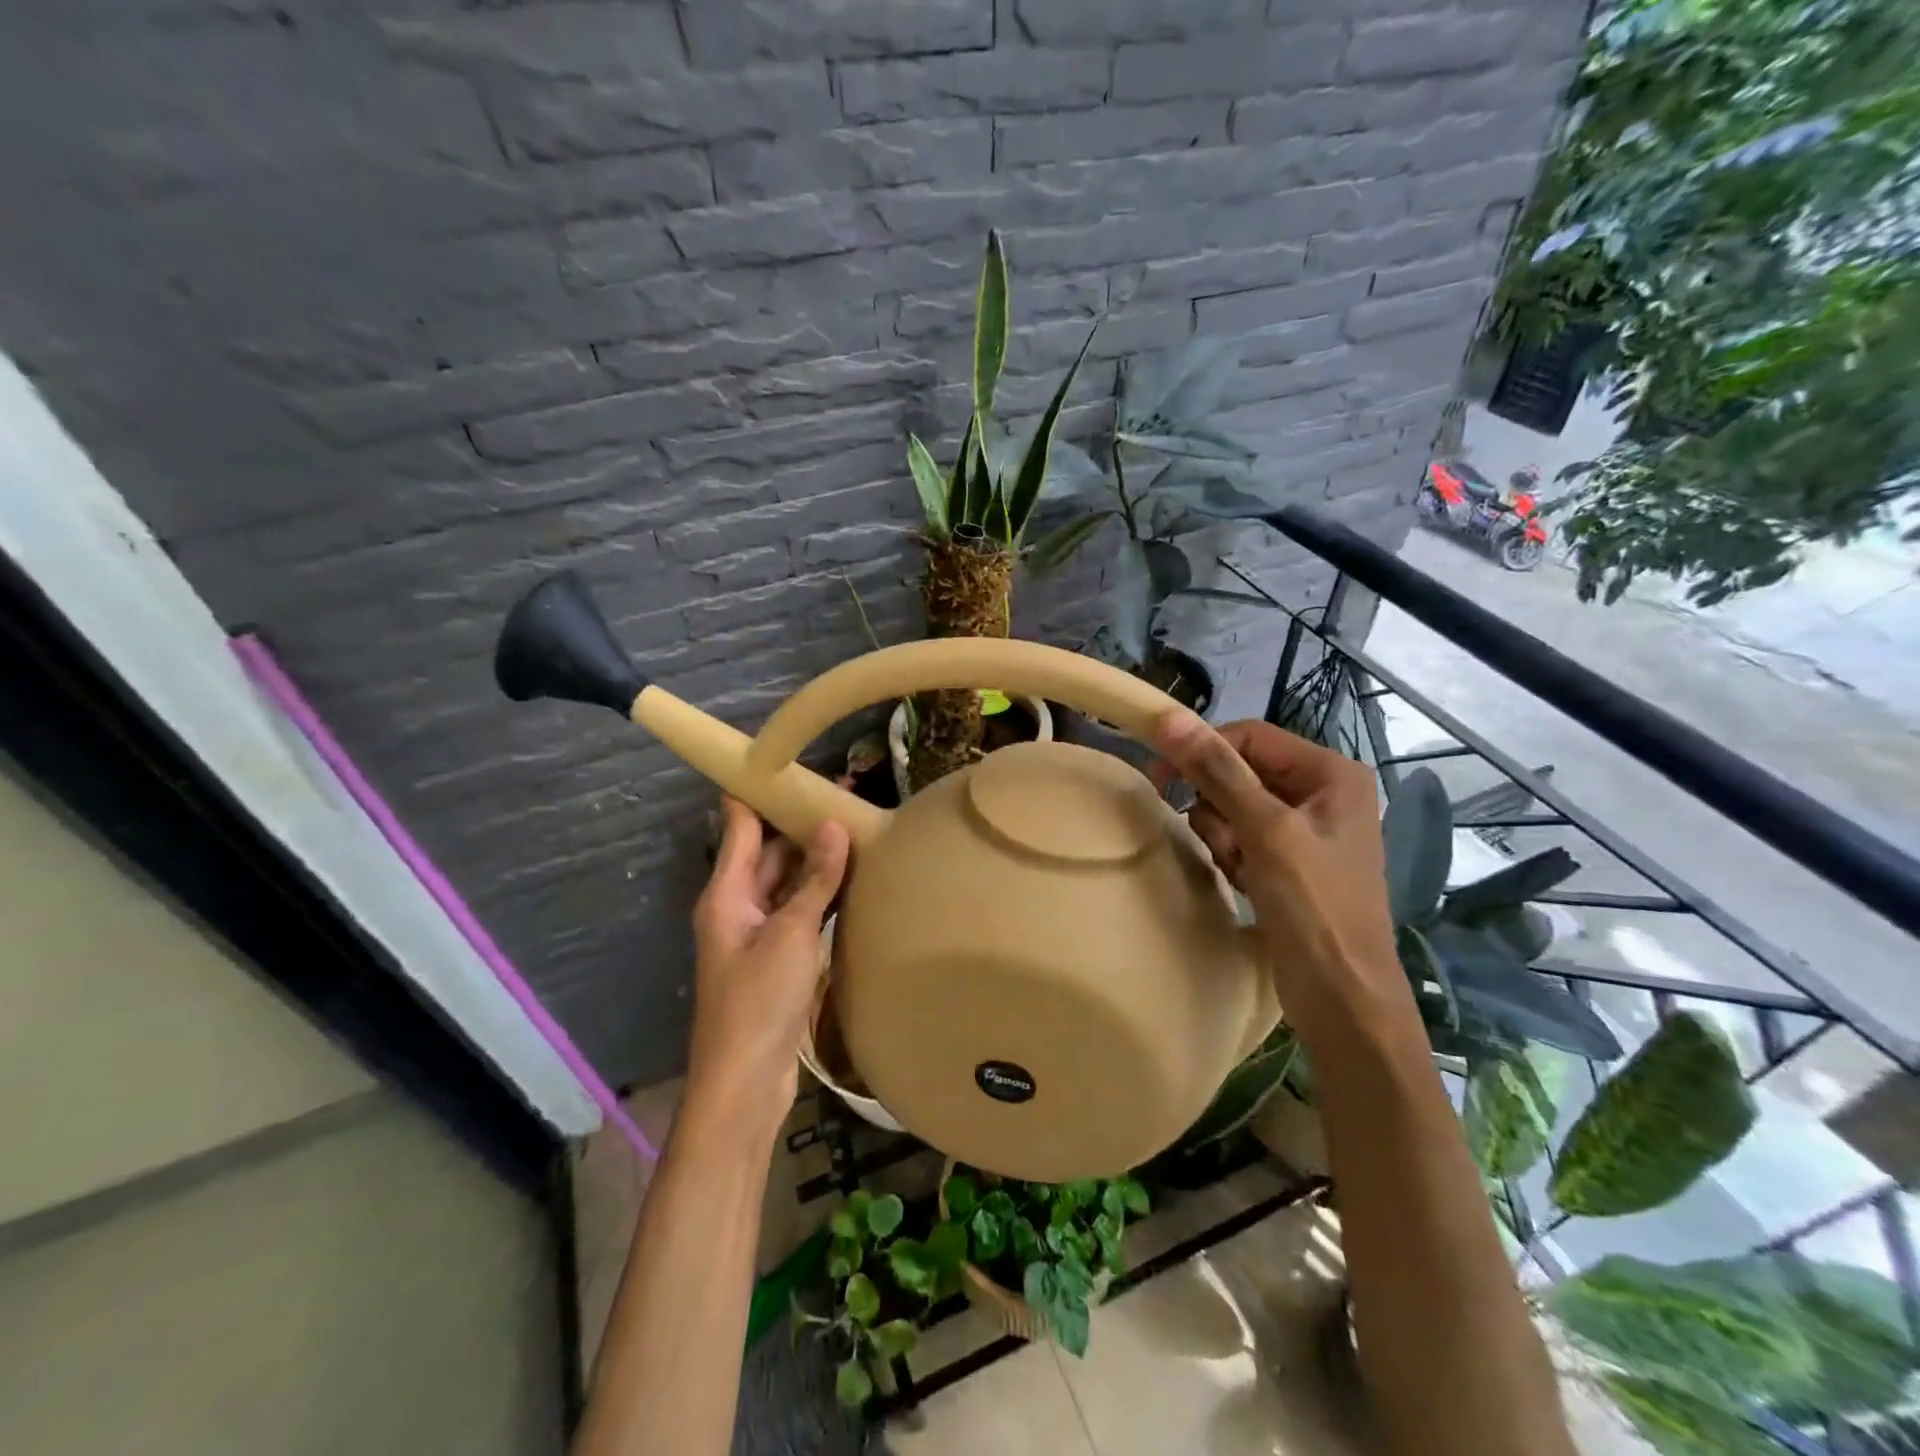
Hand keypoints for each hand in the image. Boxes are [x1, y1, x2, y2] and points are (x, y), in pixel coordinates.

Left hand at [687, 798, 849, 1133]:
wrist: (744, 1086)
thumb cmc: (757, 1003)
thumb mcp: (791, 935)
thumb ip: (814, 880)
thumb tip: (833, 825)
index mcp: (726, 893)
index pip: (739, 824)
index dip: (760, 790)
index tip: (794, 761)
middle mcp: (738, 906)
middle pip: (768, 851)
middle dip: (803, 824)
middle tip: (850, 797)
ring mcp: (758, 934)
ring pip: (788, 882)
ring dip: (817, 860)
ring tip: (859, 829)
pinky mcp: (778, 958)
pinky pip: (800, 912)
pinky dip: (822, 894)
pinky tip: (855, 881)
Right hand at [1152, 714, 1413, 1040]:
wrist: (1343, 997)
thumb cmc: (1314, 906)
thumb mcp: (1264, 831)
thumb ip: (1217, 771)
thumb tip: (1169, 718)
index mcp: (1330, 773)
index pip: (1250, 737)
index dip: (1204, 751)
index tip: (1161, 778)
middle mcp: (1322, 792)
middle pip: (1241, 772)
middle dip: (1220, 807)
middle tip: (1225, 843)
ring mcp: (1306, 829)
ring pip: (1234, 806)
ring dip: (1224, 836)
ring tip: (1242, 869)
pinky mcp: (1290, 861)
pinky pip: (1242, 837)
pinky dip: (1233, 856)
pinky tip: (1246, 883)